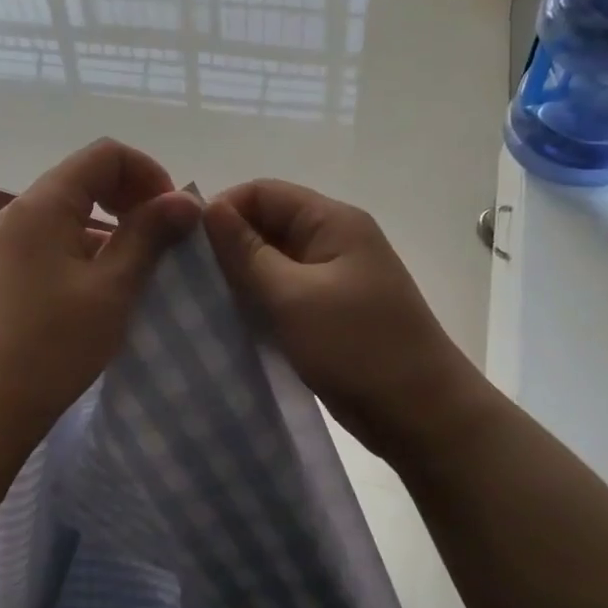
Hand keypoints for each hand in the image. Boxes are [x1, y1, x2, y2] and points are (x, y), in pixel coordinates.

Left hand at [0, 140, 200, 448]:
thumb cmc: (53, 345)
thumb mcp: (112, 288)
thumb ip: (149, 235)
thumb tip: (186, 198)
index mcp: (43, 204)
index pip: (105, 154)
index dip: (148, 173)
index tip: (174, 216)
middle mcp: (22, 211)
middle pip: (88, 178)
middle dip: (134, 198)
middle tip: (166, 238)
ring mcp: (11, 241)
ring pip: (74, 211)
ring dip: (115, 226)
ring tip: (145, 266)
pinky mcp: (10, 270)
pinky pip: (58, 240)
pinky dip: (91, 249)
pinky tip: (110, 286)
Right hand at [203, 179, 489, 460]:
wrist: (422, 415)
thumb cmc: (356, 347)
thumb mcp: (291, 296)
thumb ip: (246, 251)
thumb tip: (208, 208)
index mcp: (332, 222)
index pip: (263, 192)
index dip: (223, 210)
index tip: (185, 245)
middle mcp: (334, 240)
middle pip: (267, 223)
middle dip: (227, 244)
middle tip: (188, 277)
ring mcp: (333, 277)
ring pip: (272, 260)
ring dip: (239, 276)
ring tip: (202, 300)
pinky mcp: (329, 310)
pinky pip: (283, 292)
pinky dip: (257, 300)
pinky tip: (230, 320)